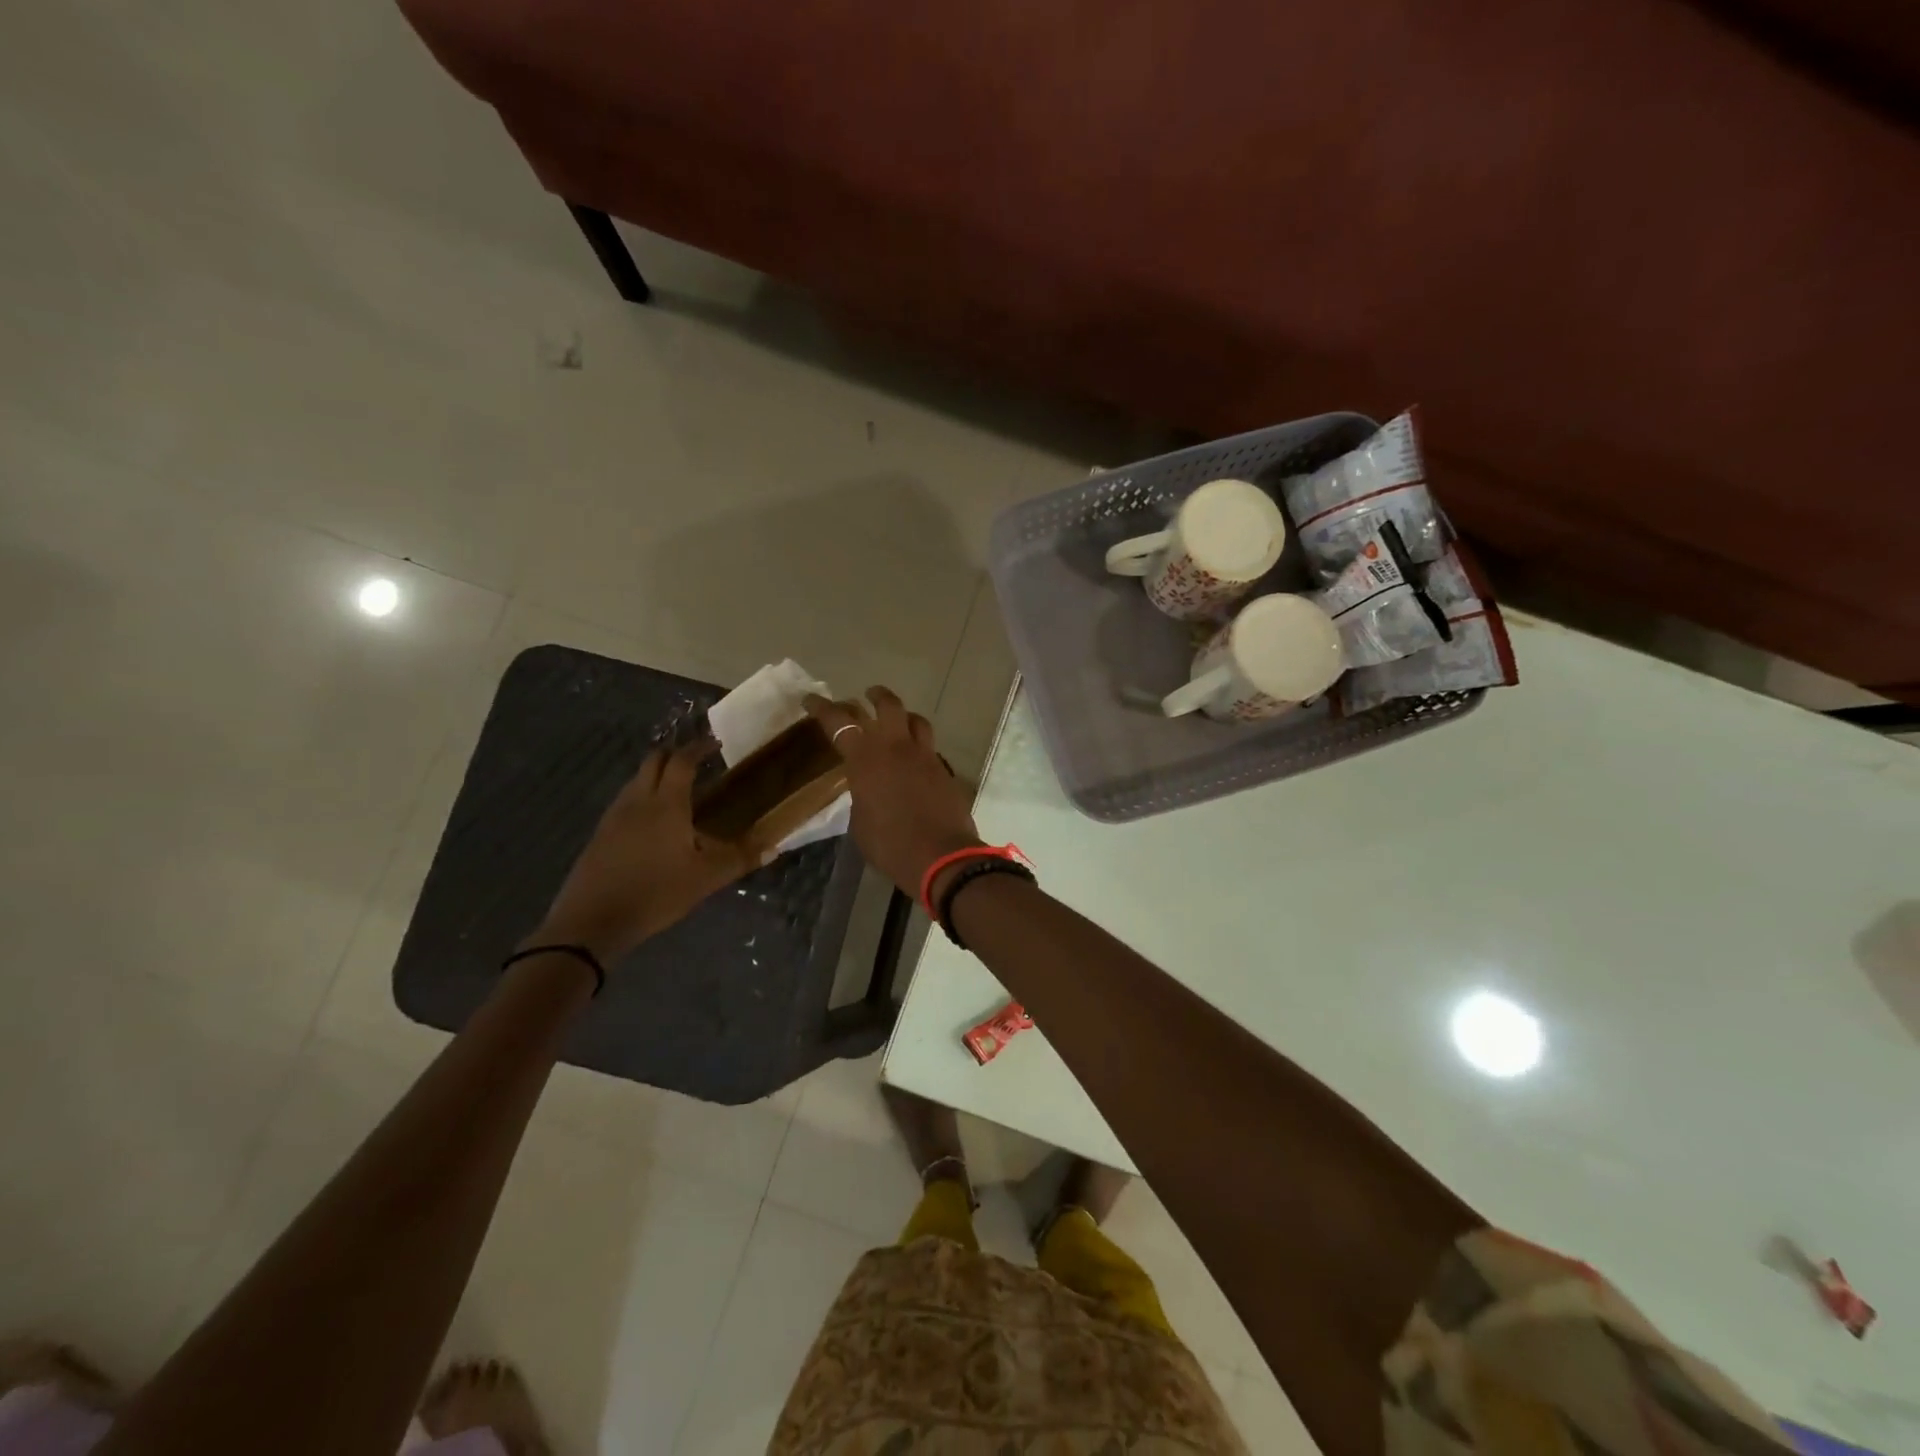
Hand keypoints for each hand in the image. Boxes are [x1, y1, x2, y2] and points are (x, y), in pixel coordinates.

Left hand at [532, 738, 755, 962]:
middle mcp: (638, 801)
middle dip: (674, 754)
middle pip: (653, 761)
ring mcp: (614, 816)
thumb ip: (739, 860)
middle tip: (696, 761)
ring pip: (636, 780)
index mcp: (666, 804)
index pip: (682, 761)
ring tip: (678, 789)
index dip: (698, 748)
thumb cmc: (655, 893)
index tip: (715, 743)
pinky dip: (642, 796)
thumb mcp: (705, 880)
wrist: (590, 922)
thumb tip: (774, 848)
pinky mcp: (600, 834)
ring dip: (656, 774)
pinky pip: (625, 801)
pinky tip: (653, 821)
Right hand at [804, 687, 983, 897]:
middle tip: (867, 695)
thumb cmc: (890, 844)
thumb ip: (861, 796)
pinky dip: (919, 745)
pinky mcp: (945, 770)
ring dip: (904, 715)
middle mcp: (897, 748)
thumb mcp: (860, 822)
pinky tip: (914, 759)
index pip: (840, 723)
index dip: (823, 708)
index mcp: (866, 759)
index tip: (811, 699)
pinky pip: (929, 747)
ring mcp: (925, 756)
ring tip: (897, 720)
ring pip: (916, 720)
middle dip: (875, 696)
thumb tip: (867, 789)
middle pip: (888, 706)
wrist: (941, 856)